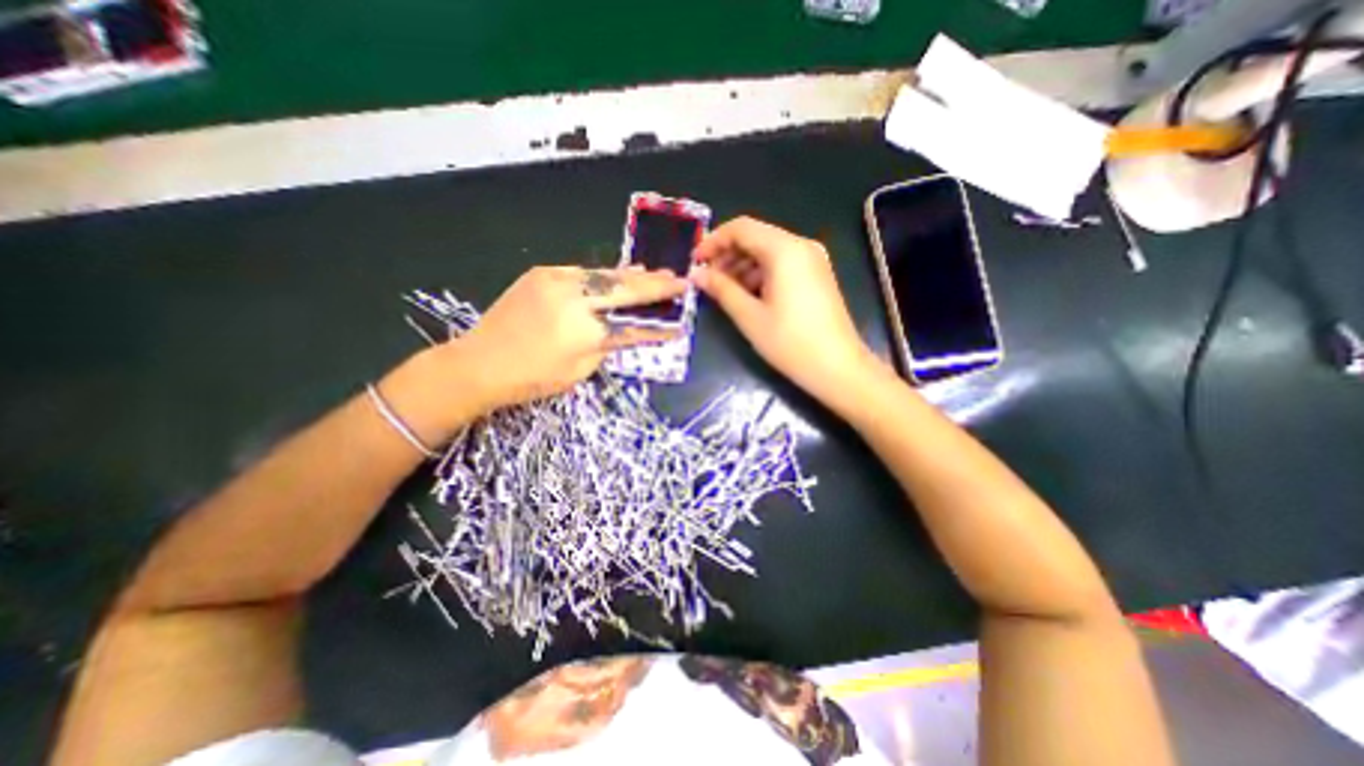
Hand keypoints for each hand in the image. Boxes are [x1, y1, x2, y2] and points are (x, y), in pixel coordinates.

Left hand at [448, 266, 686, 413]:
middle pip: (624, 289)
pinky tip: (619, 274)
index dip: (657, 325)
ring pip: (605, 275)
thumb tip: (624, 329)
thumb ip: (606, 346)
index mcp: (584, 330)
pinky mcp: (543, 273)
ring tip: (656, 272)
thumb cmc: (531, 378)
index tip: (680, 322)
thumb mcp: (578, 371)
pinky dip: (605, 275)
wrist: (478, 362)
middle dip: (655, 285)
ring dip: (633, 275)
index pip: (632, 326)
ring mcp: (556, 280)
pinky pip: (583, 273)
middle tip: (678, 280)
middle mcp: (574, 298)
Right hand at [697, 216, 878, 406]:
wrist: (838, 368)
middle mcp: (801, 246)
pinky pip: (781, 264)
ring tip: (723, 291)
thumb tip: (696, 274)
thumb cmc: (790, 342)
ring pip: (768, 251)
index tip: (695, 263)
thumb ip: (721, 289)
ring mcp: (812, 260)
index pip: (741, 228)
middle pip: (755, 237)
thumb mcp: (749, 316)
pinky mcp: (816, 275)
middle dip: (727, 255)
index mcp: (785, 250)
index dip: (713, 241)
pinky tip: (747, 295)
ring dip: (742, 266)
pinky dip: (760, 274)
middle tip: (707, 280)